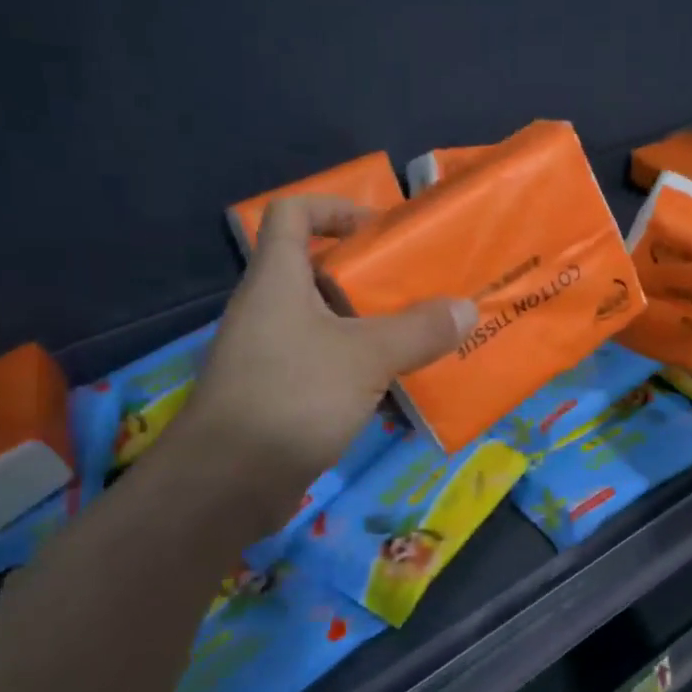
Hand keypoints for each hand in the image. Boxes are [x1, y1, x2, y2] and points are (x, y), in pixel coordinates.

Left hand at [171, 195, 476, 525]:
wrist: (226, 483)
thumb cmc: (292, 396)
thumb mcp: (366, 357)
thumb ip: (419, 330)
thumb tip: (466, 308)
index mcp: (277, 280)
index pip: (292, 214)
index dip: (334, 207)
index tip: (379, 231)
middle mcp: (269, 310)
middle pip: (319, 272)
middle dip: (371, 278)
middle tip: (420, 290)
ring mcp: (272, 355)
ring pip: (328, 324)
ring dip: (372, 329)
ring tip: (421, 339)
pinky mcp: (280, 395)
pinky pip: (327, 366)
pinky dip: (362, 371)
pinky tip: (397, 391)